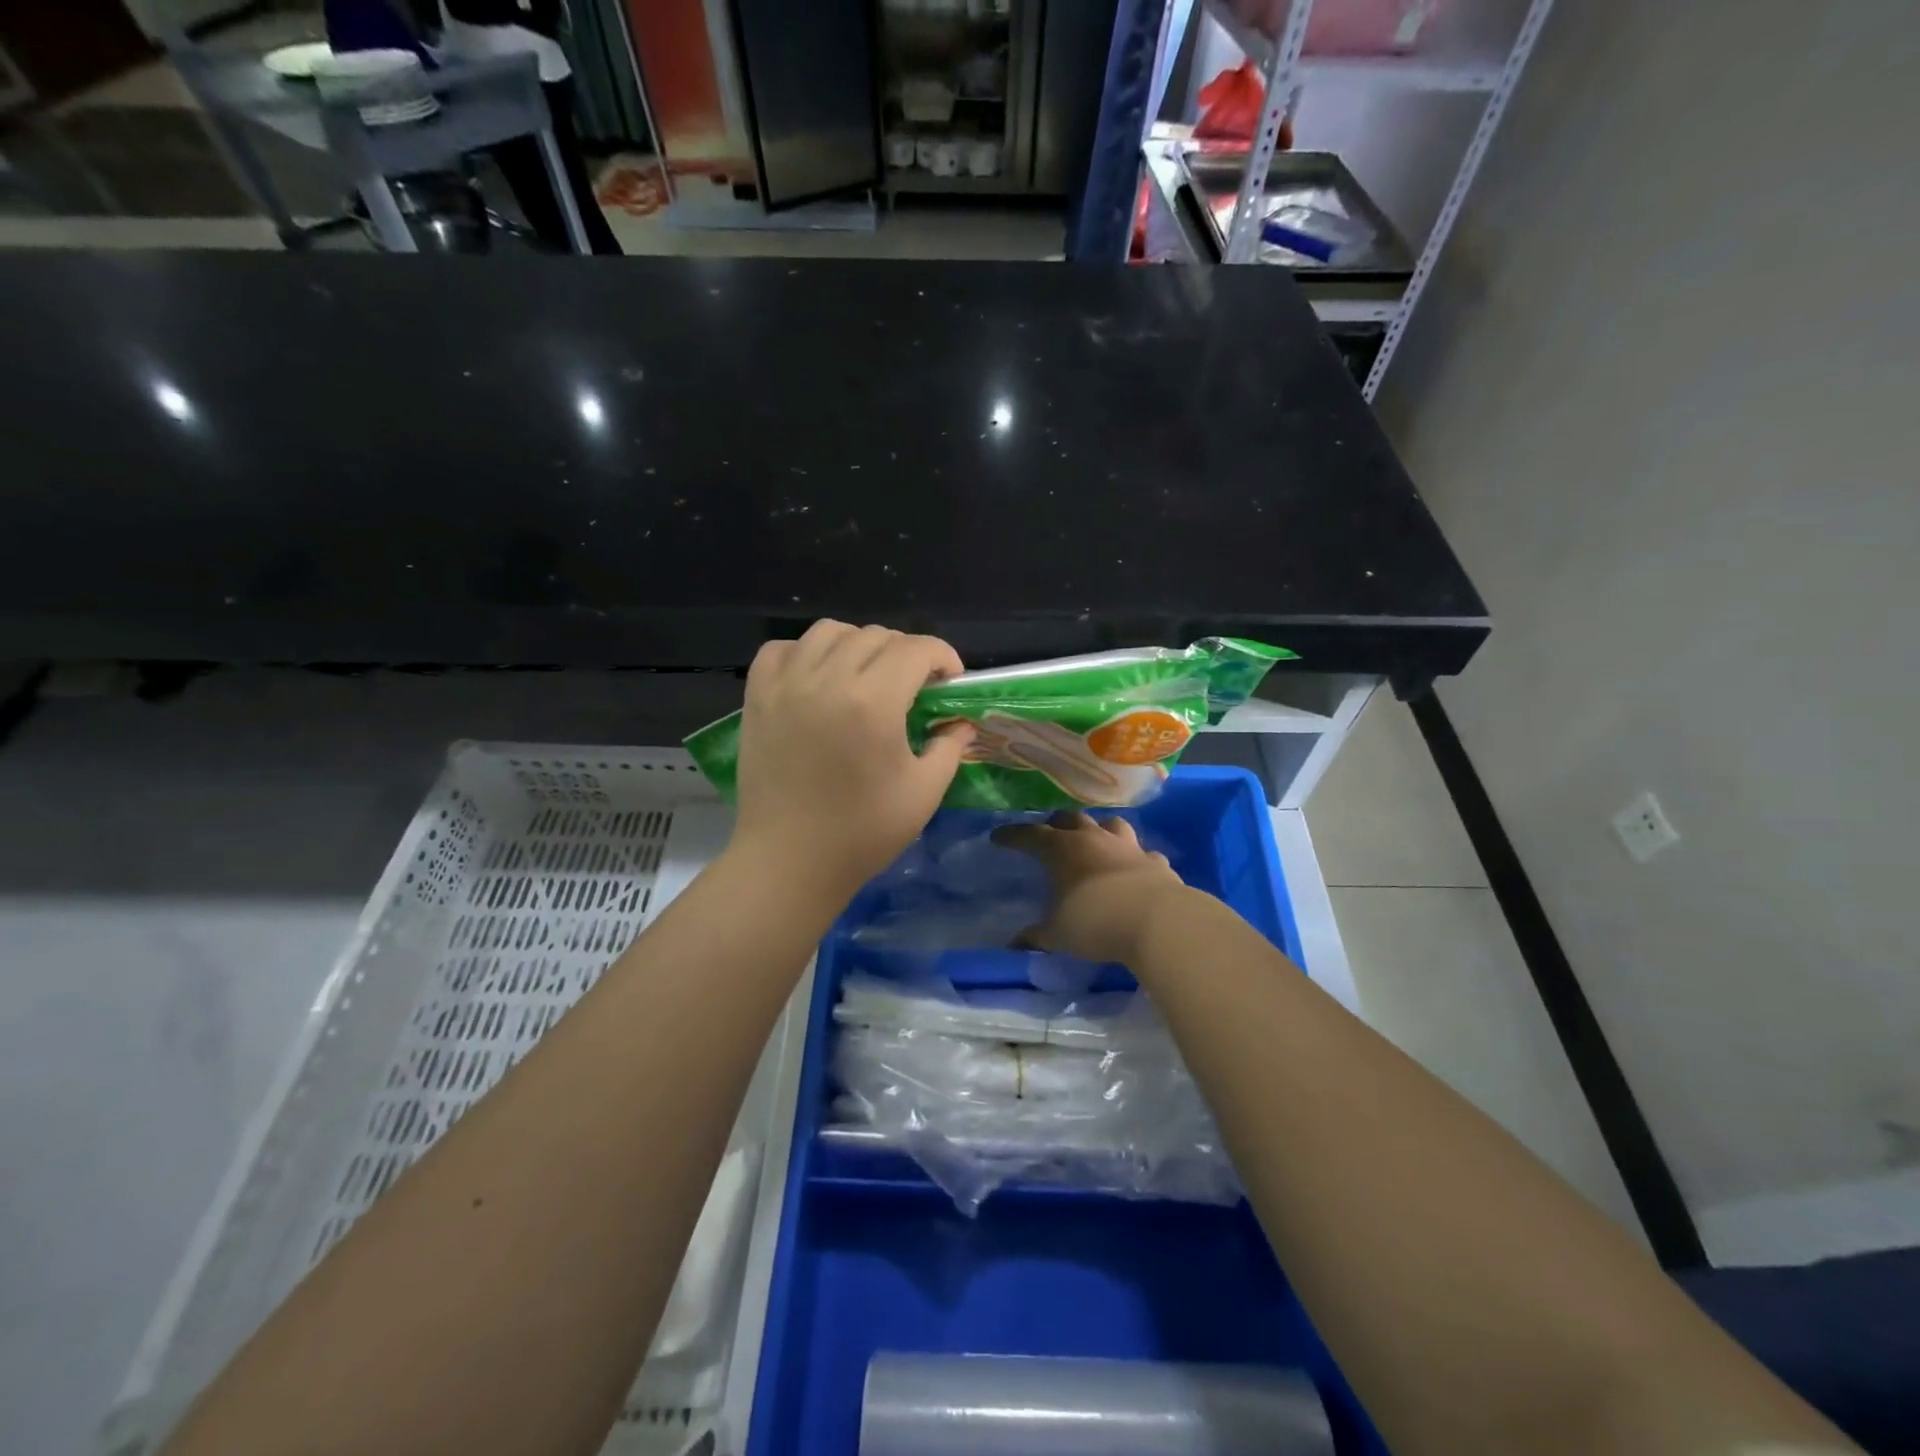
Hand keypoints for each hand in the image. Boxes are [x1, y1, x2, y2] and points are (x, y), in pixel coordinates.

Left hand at [731, 621, 974, 896]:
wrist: (789, 861)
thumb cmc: (862, 832)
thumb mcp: (924, 793)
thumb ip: (949, 747)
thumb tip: (960, 722)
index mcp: (872, 702)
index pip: (916, 649)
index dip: (943, 656)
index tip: (950, 680)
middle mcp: (827, 680)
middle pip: (876, 636)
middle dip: (906, 653)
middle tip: (913, 687)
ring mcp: (786, 685)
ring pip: (830, 632)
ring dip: (858, 645)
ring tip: (866, 676)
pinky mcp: (758, 698)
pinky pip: (783, 649)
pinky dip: (806, 652)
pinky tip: (818, 678)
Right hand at [992, 811, 1190, 964]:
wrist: (1157, 922)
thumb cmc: (1095, 922)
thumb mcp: (1058, 934)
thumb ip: (1037, 936)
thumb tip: (1015, 944)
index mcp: (1062, 849)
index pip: (1030, 835)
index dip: (1012, 835)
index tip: (998, 837)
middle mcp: (1094, 839)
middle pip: (1070, 819)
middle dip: (1055, 824)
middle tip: (1047, 834)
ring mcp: (1128, 847)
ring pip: (1110, 824)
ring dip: (1098, 829)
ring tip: (1092, 840)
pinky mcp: (1155, 863)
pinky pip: (1143, 853)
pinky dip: (1134, 858)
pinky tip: (1134, 868)